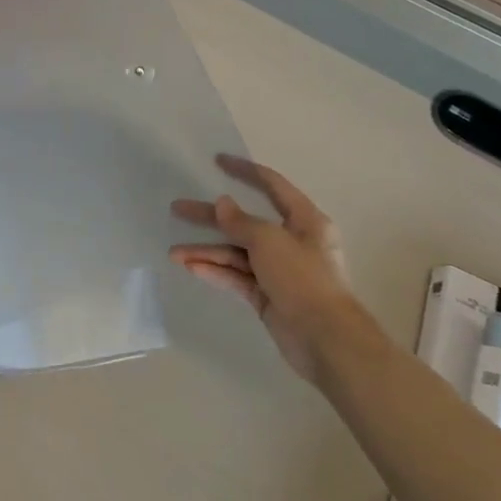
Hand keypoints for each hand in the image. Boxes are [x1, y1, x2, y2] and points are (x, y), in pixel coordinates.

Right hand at [170, 155, 373, 384]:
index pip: (273, 186)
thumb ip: (241, 222)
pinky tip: (192, 268)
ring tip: (174, 253)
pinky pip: (237, 277)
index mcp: (305, 221)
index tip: (218, 161)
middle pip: (245, 222)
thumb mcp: (269, 241)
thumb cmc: (303, 279)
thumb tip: (222, 204)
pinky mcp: (268, 296)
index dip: (245, 171)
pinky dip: (216, 271)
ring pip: (237, 253)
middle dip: (211, 217)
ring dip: (207, 251)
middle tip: (177, 208)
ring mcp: (279, 271)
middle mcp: (292, 242)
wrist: (326, 339)